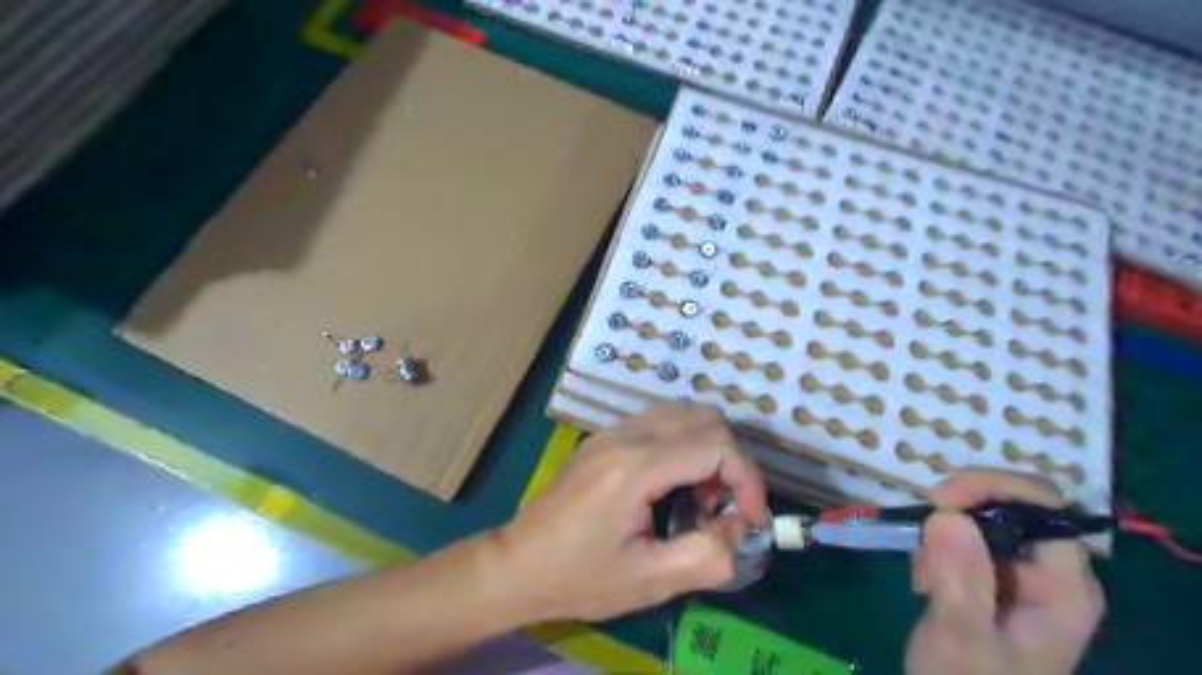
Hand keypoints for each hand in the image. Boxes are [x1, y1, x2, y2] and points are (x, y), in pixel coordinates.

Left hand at [498, 402, 769, 622]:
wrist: (518, 564)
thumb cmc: (579, 577)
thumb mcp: (649, 582)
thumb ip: (708, 555)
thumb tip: (740, 526)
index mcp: (635, 468)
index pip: (715, 445)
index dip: (748, 478)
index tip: (752, 518)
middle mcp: (626, 435)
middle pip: (705, 418)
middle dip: (729, 460)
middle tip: (720, 506)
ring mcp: (612, 431)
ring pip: (684, 412)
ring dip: (707, 448)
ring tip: (698, 495)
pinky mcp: (605, 437)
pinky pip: (661, 421)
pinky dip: (684, 443)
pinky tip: (671, 484)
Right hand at [906, 468, 1101, 674]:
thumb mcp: (961, 636)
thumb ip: (960, 578)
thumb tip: (946, 512)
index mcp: (1063, 585)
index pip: (1042, 504)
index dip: (991, 488)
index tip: (938, 502)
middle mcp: (1047, 569)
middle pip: (1009, 503)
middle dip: (958, 509)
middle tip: (921, 534)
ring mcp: (1017, 571)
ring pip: (979, 516)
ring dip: (941, 530)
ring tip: (921, 574)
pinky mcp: (988, 575)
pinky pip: (961, 534)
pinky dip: (934, 544)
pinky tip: (922, 580)